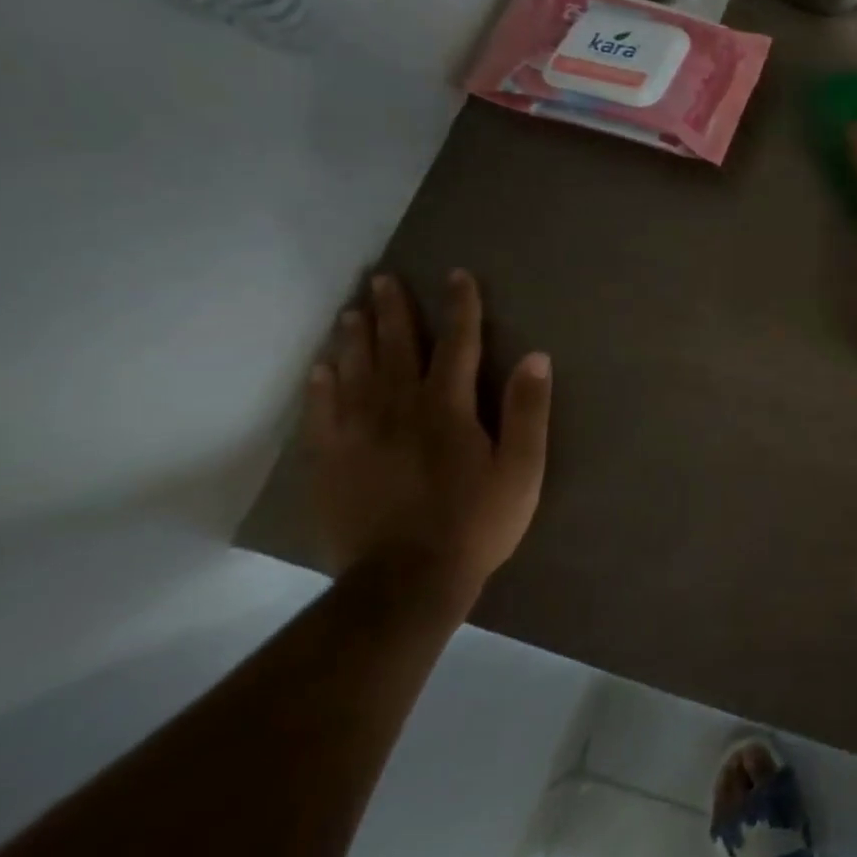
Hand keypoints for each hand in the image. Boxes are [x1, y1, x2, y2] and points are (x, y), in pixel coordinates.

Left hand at [304, 269, 552, 604]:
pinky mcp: (332, 463)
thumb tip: (536, 357)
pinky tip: (320, 368)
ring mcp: (359, 435)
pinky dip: (322, 386)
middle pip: (396, 348)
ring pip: (356, 373)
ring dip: (355, 338)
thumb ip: (527, 411)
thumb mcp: (522, 469)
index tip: (456, 275)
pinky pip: (322, 413)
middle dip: (393, 311)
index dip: (459, 307)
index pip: (457, 343)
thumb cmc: (476, 522)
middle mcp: (399, 409)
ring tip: (353, 310)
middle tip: (383, 278)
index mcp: (448, 408)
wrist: (406, 581)